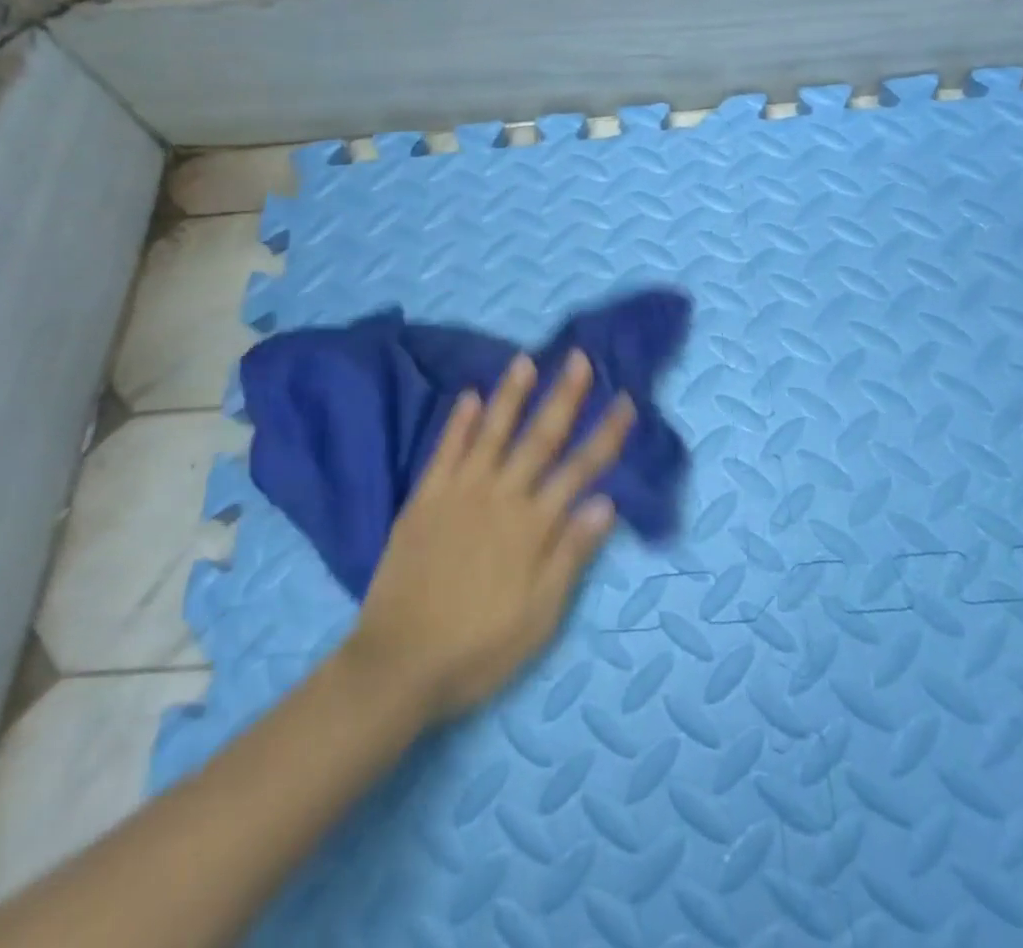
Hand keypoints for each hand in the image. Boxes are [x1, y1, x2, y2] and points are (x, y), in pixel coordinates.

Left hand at [342, 350, 631, 723]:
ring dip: (511, 395)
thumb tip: (606, 502)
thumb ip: (571, 554)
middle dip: (564, 396)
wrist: (399, 664)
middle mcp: (500, 497)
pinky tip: (470, 396)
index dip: (606, 434)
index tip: (624, 400)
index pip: (581, 469)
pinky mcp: (424, 499)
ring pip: (492, 433)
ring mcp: (459, 493)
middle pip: (540, 438)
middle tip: (579, 357)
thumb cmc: (479, 647)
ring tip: (525, 360)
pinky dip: (459, 423)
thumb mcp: (540, 615)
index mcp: (533, 526)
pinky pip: (445, 451)